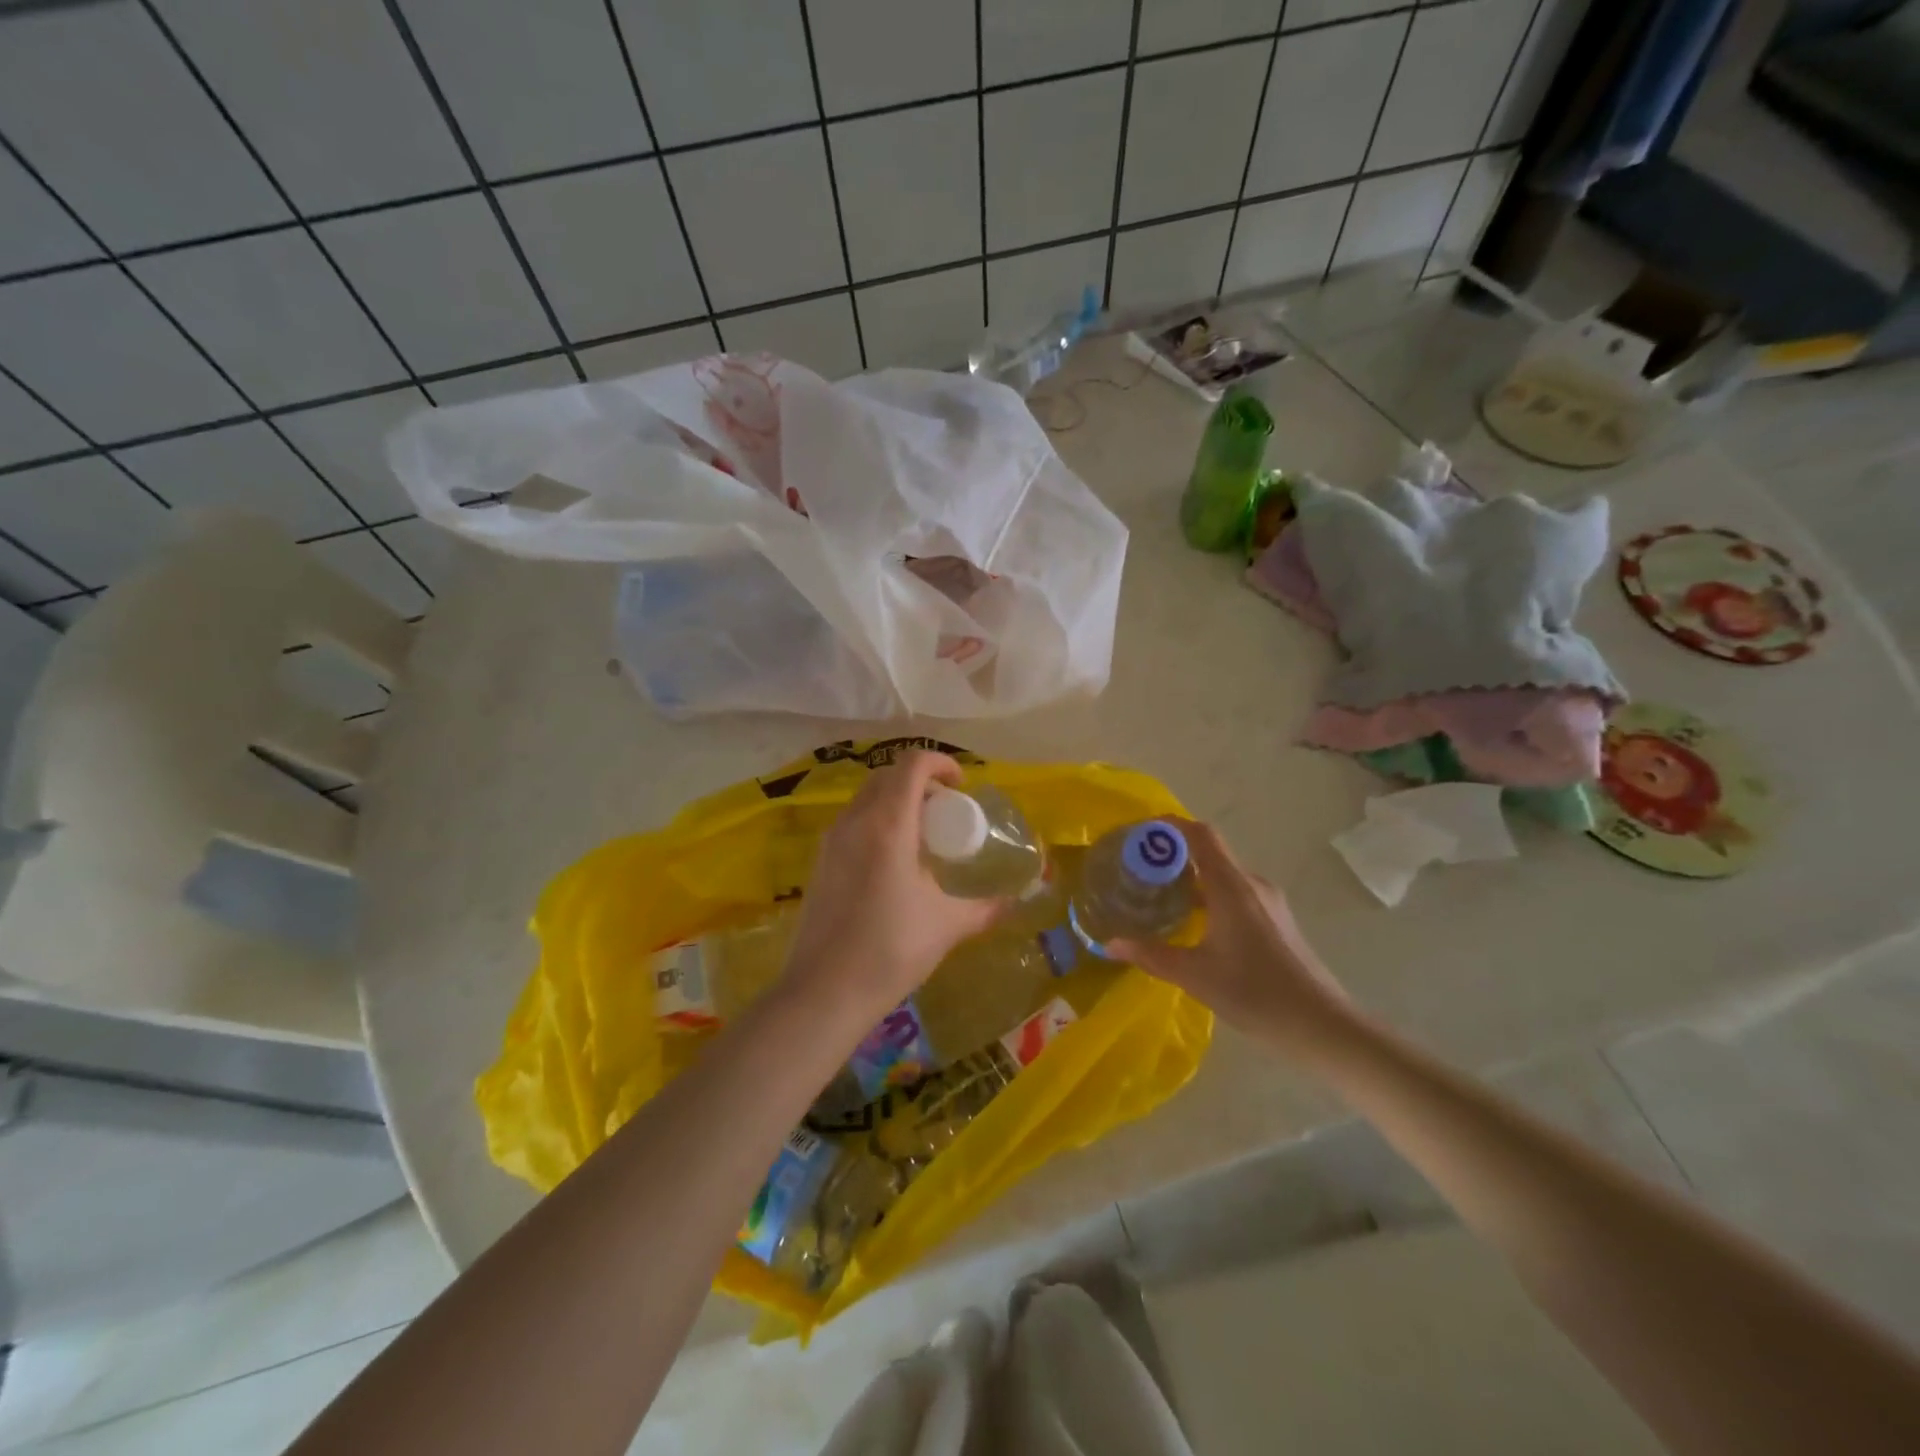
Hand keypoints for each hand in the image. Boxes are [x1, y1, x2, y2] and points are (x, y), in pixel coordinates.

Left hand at [782, 751, 1005, 1024]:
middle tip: (946, 812)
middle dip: (920, 782)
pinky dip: (877, 822)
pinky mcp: (819, 862)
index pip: (912, 764)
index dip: (940, 762)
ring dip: (896, 802)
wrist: (823, 993)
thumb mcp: (946, 926)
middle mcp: (855, 822)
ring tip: (922, 838)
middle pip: (887, 776)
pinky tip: (893, 864)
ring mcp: (831, 841)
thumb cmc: (890, 951)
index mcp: (888, 825)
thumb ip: (986, 909)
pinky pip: (852, 823)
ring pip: (866, 798)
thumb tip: (1016, 903)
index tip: (962, 786)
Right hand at [1109, 819, 1354, 1056]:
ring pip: (1222, 874)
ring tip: (1160, 896)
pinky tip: (1194, 923)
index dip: (1169, 826)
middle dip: (1172, 855)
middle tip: (1138, 870)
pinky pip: (1235, 892)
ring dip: (1191, 878)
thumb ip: (1150, 955)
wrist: (1321, 1024)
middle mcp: (1251, 884)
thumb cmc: (1255, 992)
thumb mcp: (1194, 975)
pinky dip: (1209, 895)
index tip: (1138, 833)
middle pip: (1209, 852)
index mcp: (1231, 886)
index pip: (1199, 835)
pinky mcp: (1276, 919)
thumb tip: (1110, 944)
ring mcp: (1268, 901)